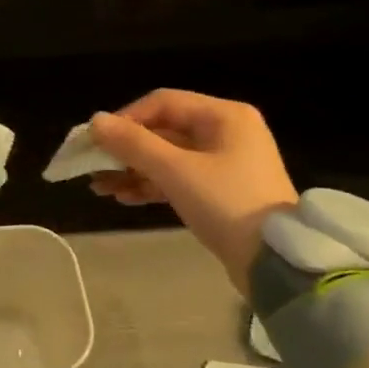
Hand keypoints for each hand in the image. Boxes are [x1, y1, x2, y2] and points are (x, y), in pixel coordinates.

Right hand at [89, 90, 297, 291]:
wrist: (276, 264)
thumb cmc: (228, 204)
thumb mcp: (176, 171)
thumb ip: (133, 144)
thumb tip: (95, 121)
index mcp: (224, 116)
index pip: (162, 102)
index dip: (125, 118)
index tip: (97, 141)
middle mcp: (226, 132)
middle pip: (162, 130)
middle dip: (125, 150)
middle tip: (92, 167)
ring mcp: (224, 163)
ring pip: (166, 157)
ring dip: (132, 170)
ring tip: (100, 188)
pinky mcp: (220, 191)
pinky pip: (177, 178)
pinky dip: (151, 185)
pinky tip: (123, 197)